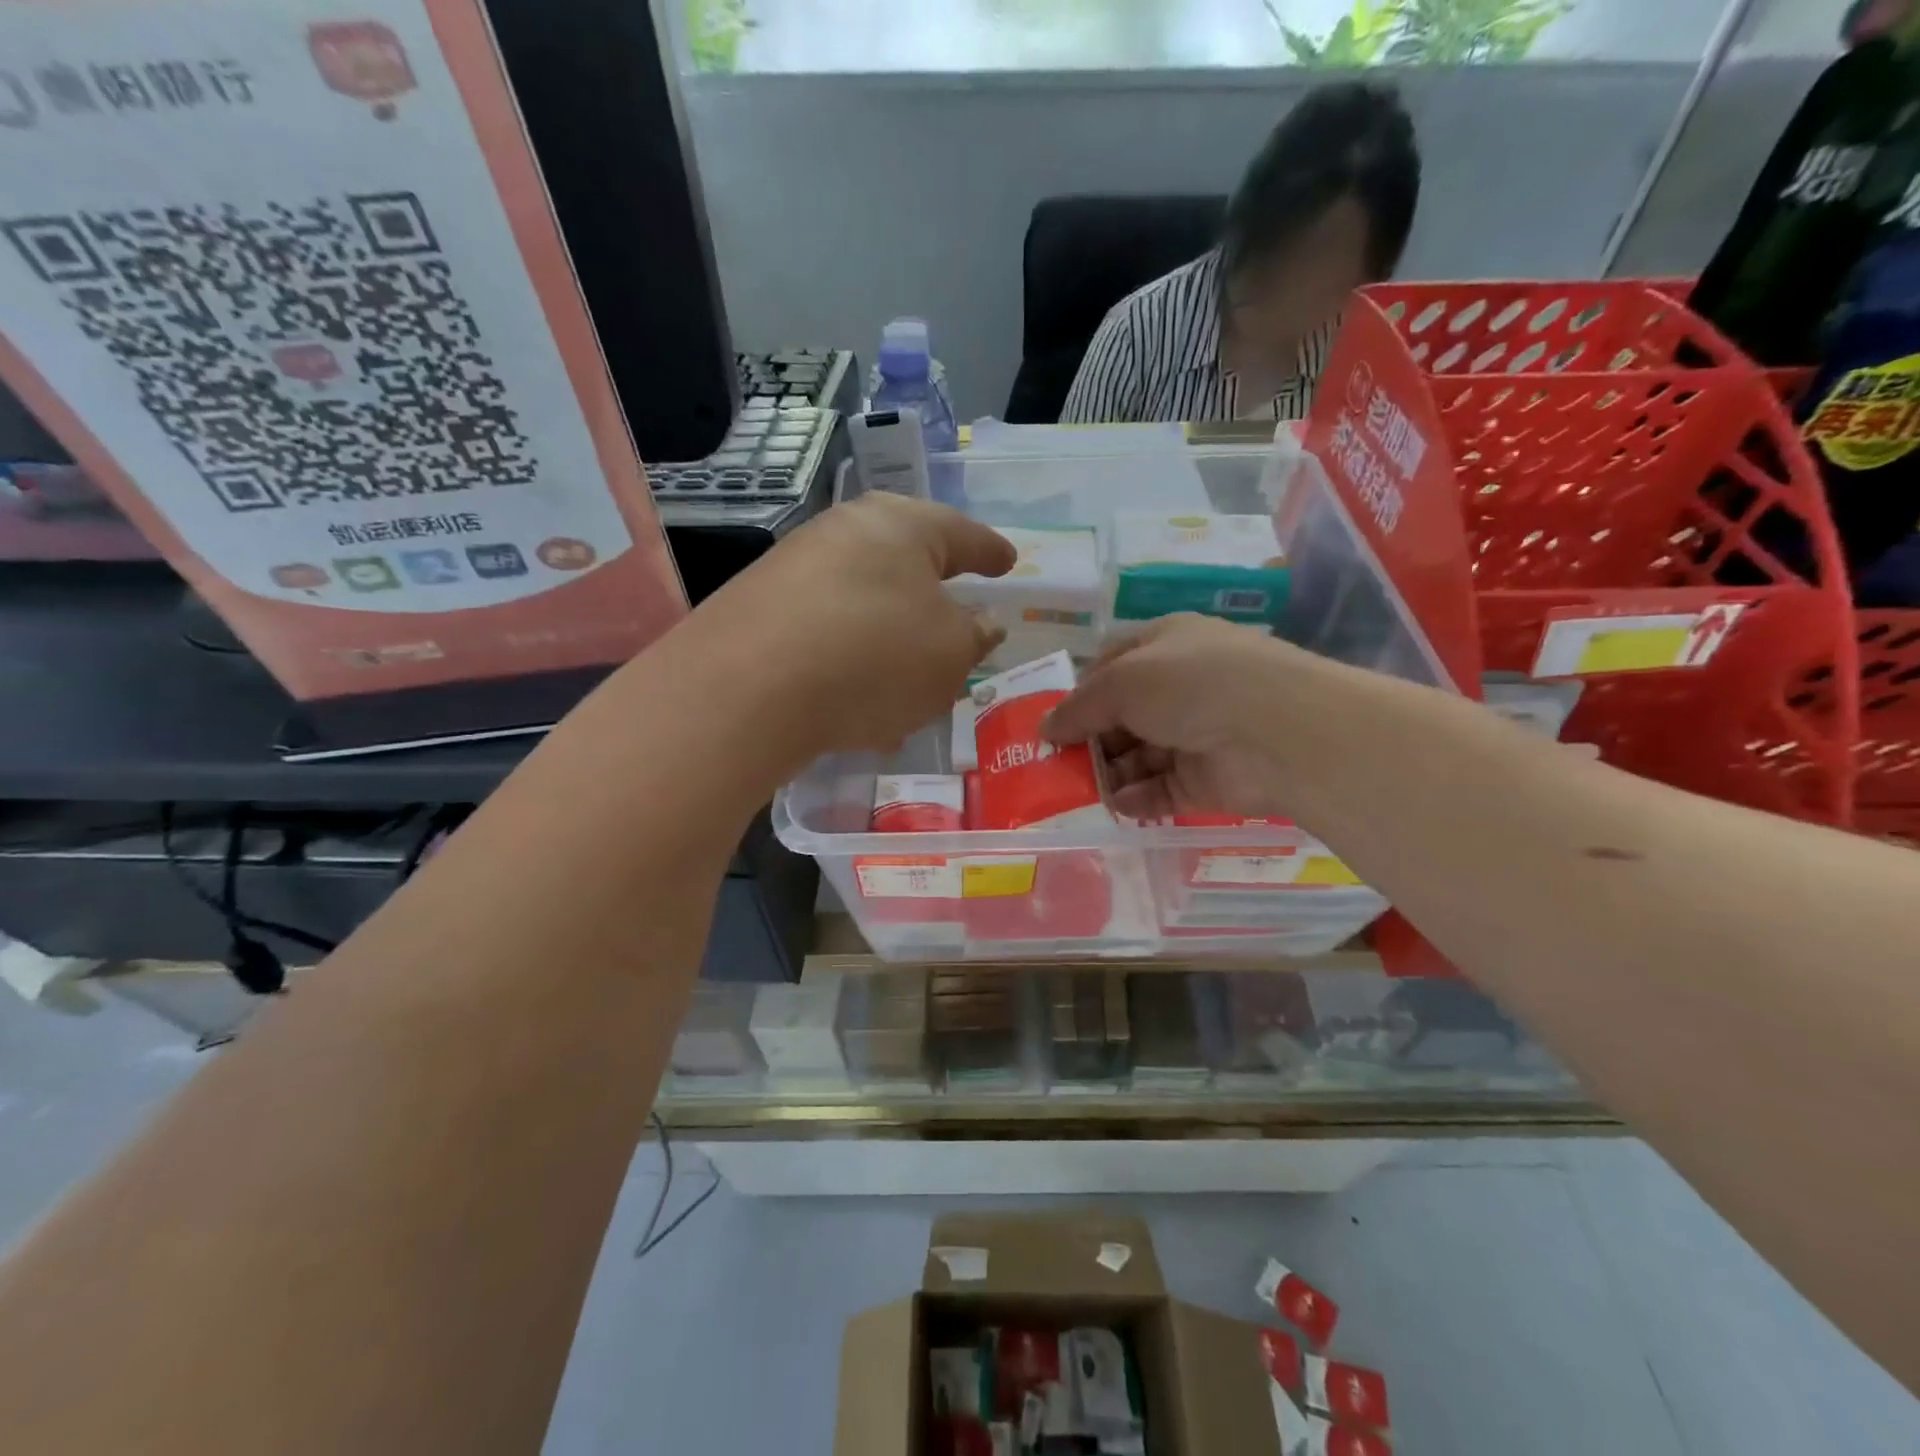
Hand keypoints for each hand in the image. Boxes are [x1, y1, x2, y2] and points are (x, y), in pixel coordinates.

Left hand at [698, 493, 1014, 753]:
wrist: (748, 688)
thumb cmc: (875, 657)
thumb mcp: (951, 654)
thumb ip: (975, 636)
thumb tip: (979, 623)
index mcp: (903, 526)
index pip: (963, 535)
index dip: (990, 553)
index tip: (1007, 563)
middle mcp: (845, 531)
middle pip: (906, 561)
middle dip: (934, 595)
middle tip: (959, 619)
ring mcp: (796, 566)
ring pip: (865, 600)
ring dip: (892, 637)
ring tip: (910, 679)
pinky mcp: (760, 607)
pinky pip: (827, 629)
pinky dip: (852, 659)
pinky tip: (857, 701)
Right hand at [1042, 614, 1314, 821]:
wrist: (1277, 732)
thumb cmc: (1191, 685)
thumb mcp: (1121, 682)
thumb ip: (1078, 708)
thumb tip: (1045, 729)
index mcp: (1165, 646)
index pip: (1111, 667)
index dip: (1080, 694)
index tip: (1052, 724)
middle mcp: (1181, 687)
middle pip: (1121, 716)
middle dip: (1089, 740)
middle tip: (1056, 766)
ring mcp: (1196, 734)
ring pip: (1138, 756)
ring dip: (1108, 773)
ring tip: (1076, 793)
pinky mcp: (1207, 778)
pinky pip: (1161, 789)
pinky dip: (1137, 799)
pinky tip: (1116, 806)